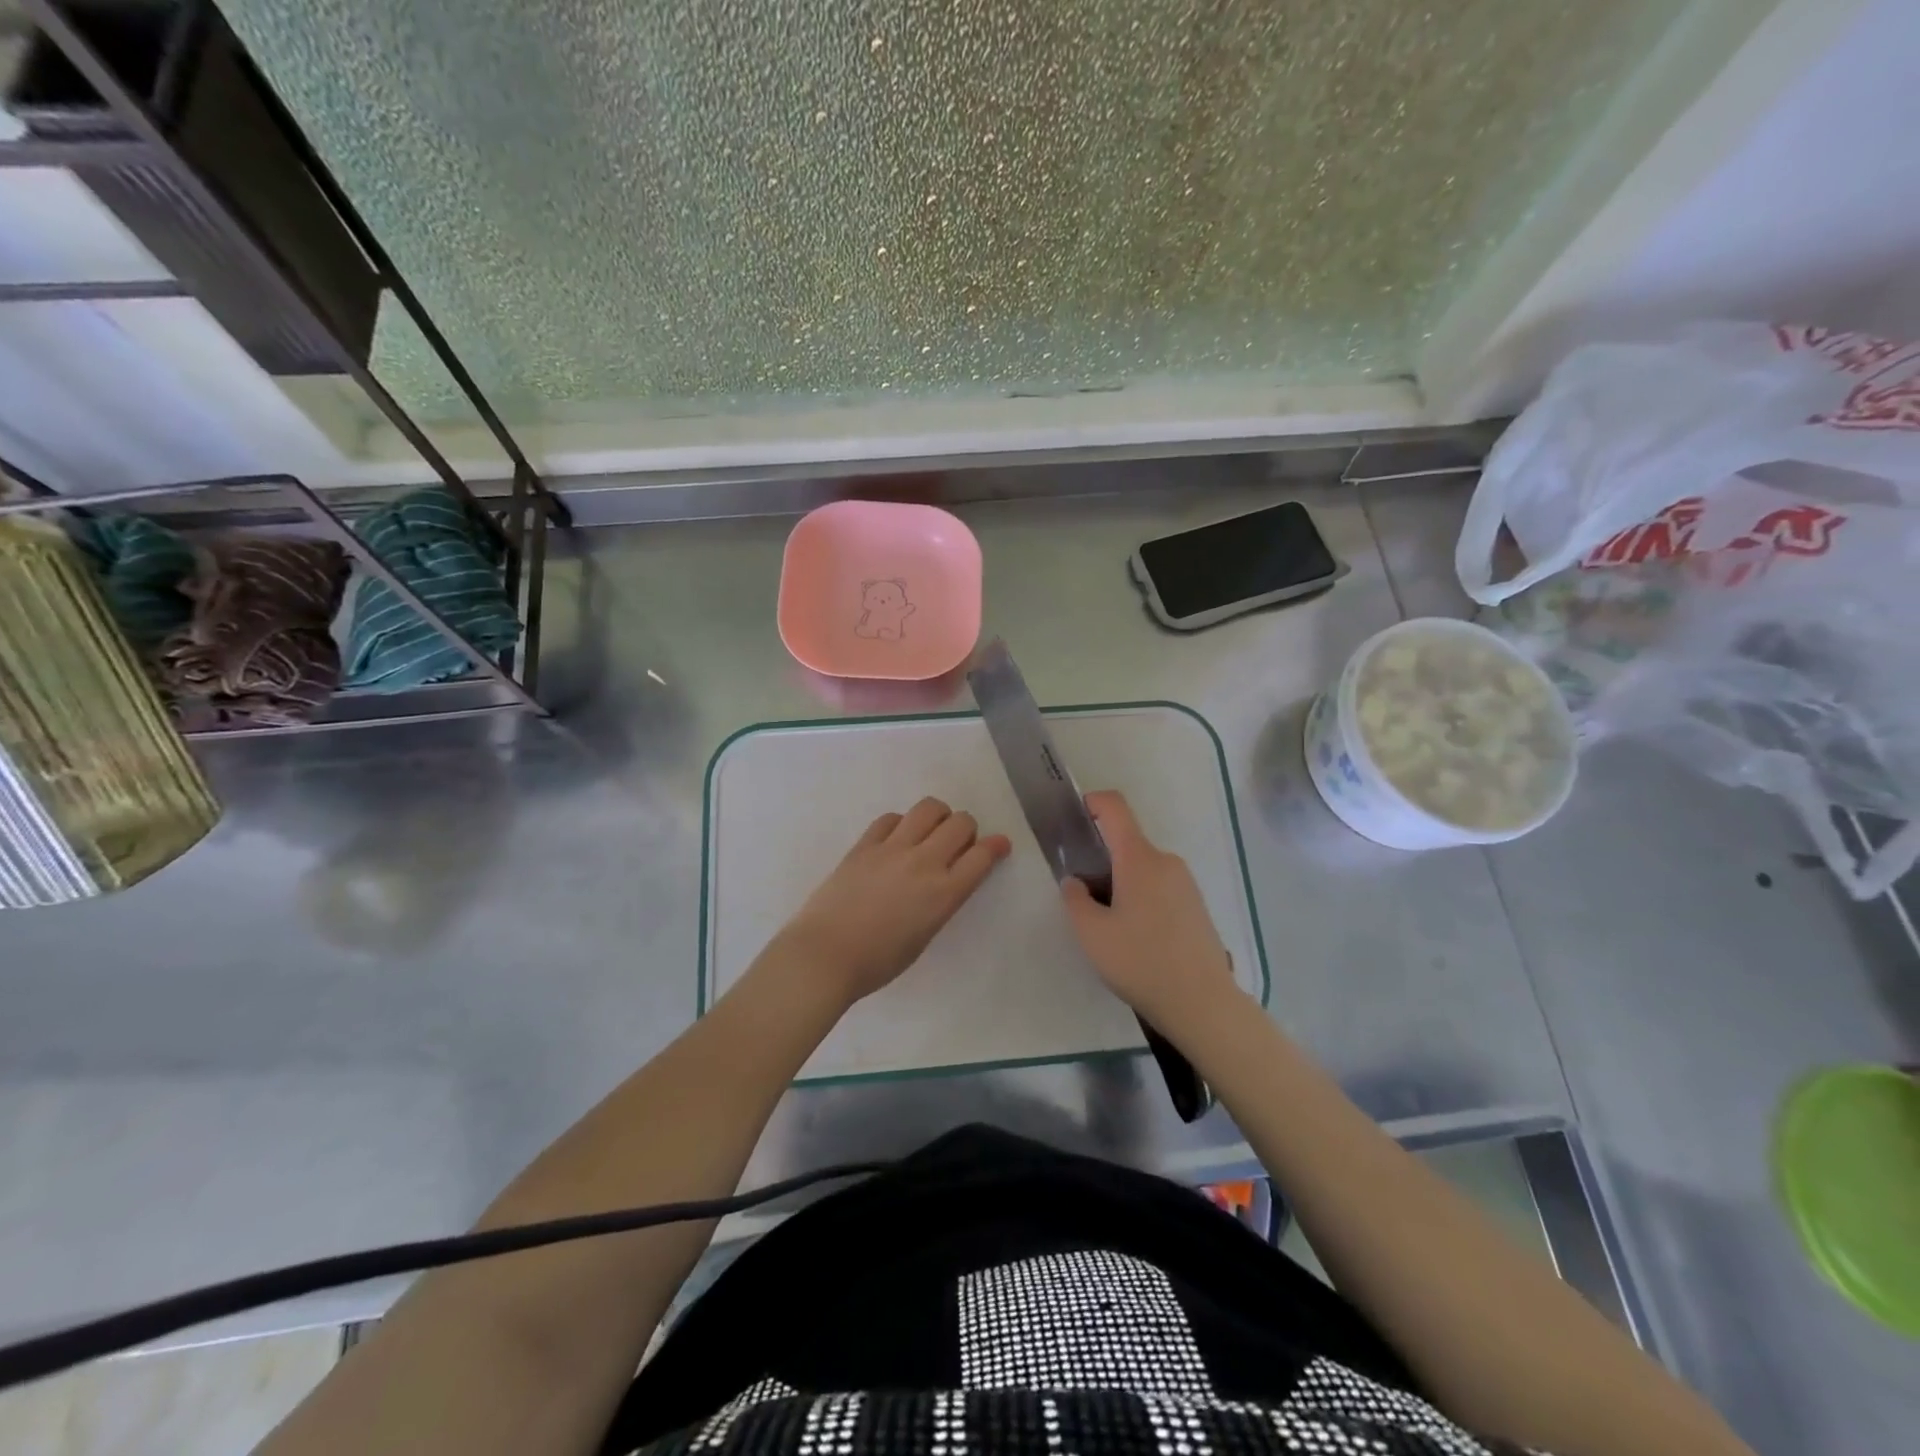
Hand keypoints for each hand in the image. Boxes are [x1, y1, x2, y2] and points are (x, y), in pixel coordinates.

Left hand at [776, 797, 1011, 1007]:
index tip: (999, 844)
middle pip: (960, 823)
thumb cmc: (878, 962)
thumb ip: (940, 903)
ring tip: (930, 831)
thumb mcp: (924, 936)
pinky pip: (890, 818)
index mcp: (944, 893)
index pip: (981, 856)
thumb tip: (942, 883)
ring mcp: (892, 848)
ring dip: (938, 816)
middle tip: (958, 843)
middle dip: (966, 829)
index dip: (995, 846)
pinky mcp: (864, 844)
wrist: (825, 955)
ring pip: (928, 808)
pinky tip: (896, 838)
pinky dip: (901, 823)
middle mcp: (924, 862)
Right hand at [1061, 790, 1238, 1030]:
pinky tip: (1135, 937)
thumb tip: (1076, 881)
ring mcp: (1185, 883)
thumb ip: (1075, 899)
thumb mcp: (1091, 933)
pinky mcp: (1196, 906)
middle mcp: (1165, 861)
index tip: (1072, 820)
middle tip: (1082, 895)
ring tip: (1108, 924)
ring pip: (1142, 867)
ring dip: (1120, 881)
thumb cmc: (1140, 962)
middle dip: (1100, 858)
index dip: (1091, 802)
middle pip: (1126, 842)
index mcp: (1139, 858)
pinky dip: (1140, 897)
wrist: (1203, 1004)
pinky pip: (1159, 886)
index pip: (1115, 808)